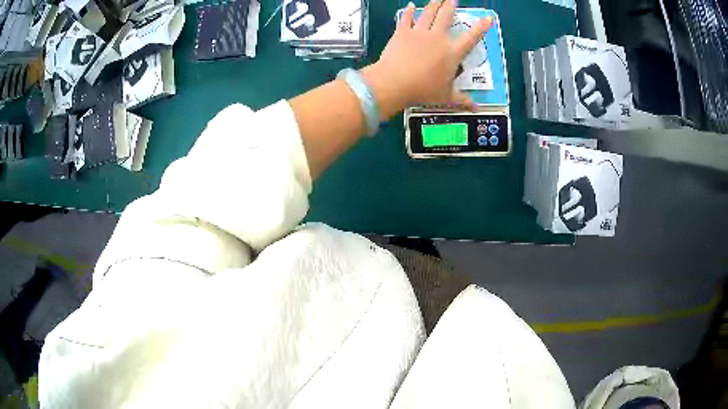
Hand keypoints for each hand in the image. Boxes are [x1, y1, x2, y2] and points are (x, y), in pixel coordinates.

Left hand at [361, 0, 492, 117]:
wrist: (394, 82)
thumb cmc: (423, 90)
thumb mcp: (446, 97)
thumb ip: (462, 100)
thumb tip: (476, 108)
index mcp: (452, 52)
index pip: (471, 37)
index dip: (481, 27)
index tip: (488, 18)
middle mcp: (438, 37)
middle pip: (446, 16)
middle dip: (450, 6)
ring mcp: (419, 32)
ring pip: (429, 13)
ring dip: (434, 4)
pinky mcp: (402, 32)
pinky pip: (407, 18)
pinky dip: (409, 11)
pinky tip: (411, 5)